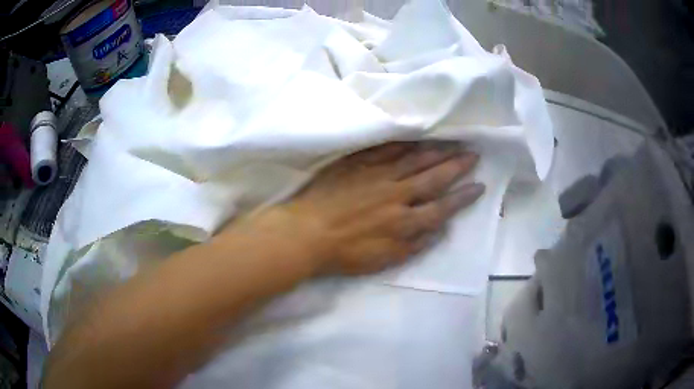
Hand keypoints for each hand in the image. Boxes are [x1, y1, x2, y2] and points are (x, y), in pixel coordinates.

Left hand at [239, 142, 483, 275]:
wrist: (306, 233)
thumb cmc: (346, 253)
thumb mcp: (385, 260)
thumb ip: (415, 245)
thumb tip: (439, 229)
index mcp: (404, 221)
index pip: (443, 207)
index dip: (463, 197)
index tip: (479, 186)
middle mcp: (397, 194)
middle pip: (434, 176)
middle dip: (457, 165)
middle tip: (473, 153)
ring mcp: (378, 175)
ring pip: (414, 159)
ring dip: (437, 150)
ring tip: (453, 141)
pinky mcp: (359, 164)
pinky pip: (386, 149)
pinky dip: (404, 143)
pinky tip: (415, 136)